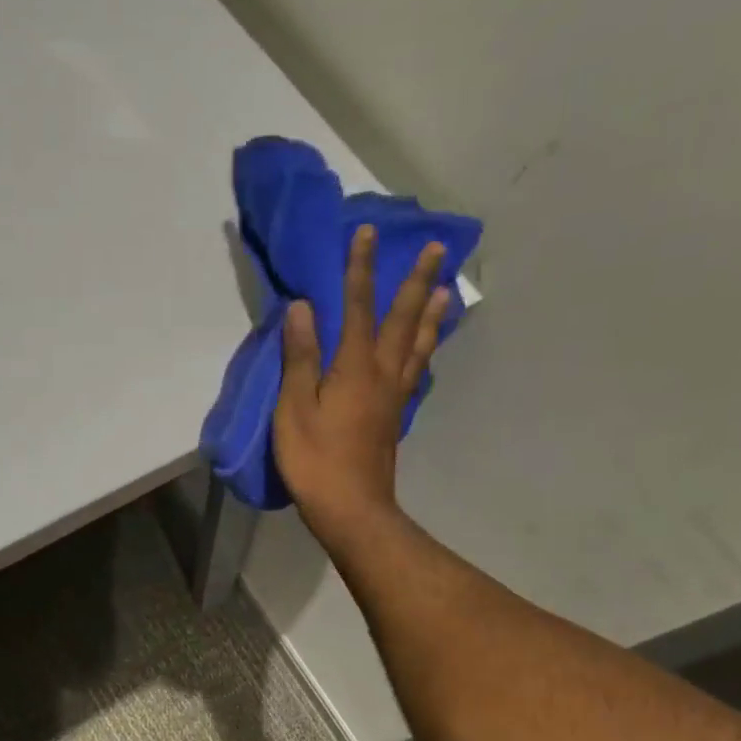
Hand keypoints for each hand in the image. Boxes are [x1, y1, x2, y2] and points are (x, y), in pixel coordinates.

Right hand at [271, 225, 450, 540]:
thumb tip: (303, 308)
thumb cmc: (315, 460)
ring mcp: (394, 397)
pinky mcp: (395, 418)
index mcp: (355, 368)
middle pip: (403, 320)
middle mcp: (383, 374)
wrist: (351, 509)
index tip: (368, 232)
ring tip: (446, 290)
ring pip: (418, 346)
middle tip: (438, 249)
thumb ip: (300, 358)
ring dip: (431, 315)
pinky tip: (426, 349)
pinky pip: (416, 372)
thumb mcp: (294, 408)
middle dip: (417, 282)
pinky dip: (425, 351)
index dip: (361, 269)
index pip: (358, 308)